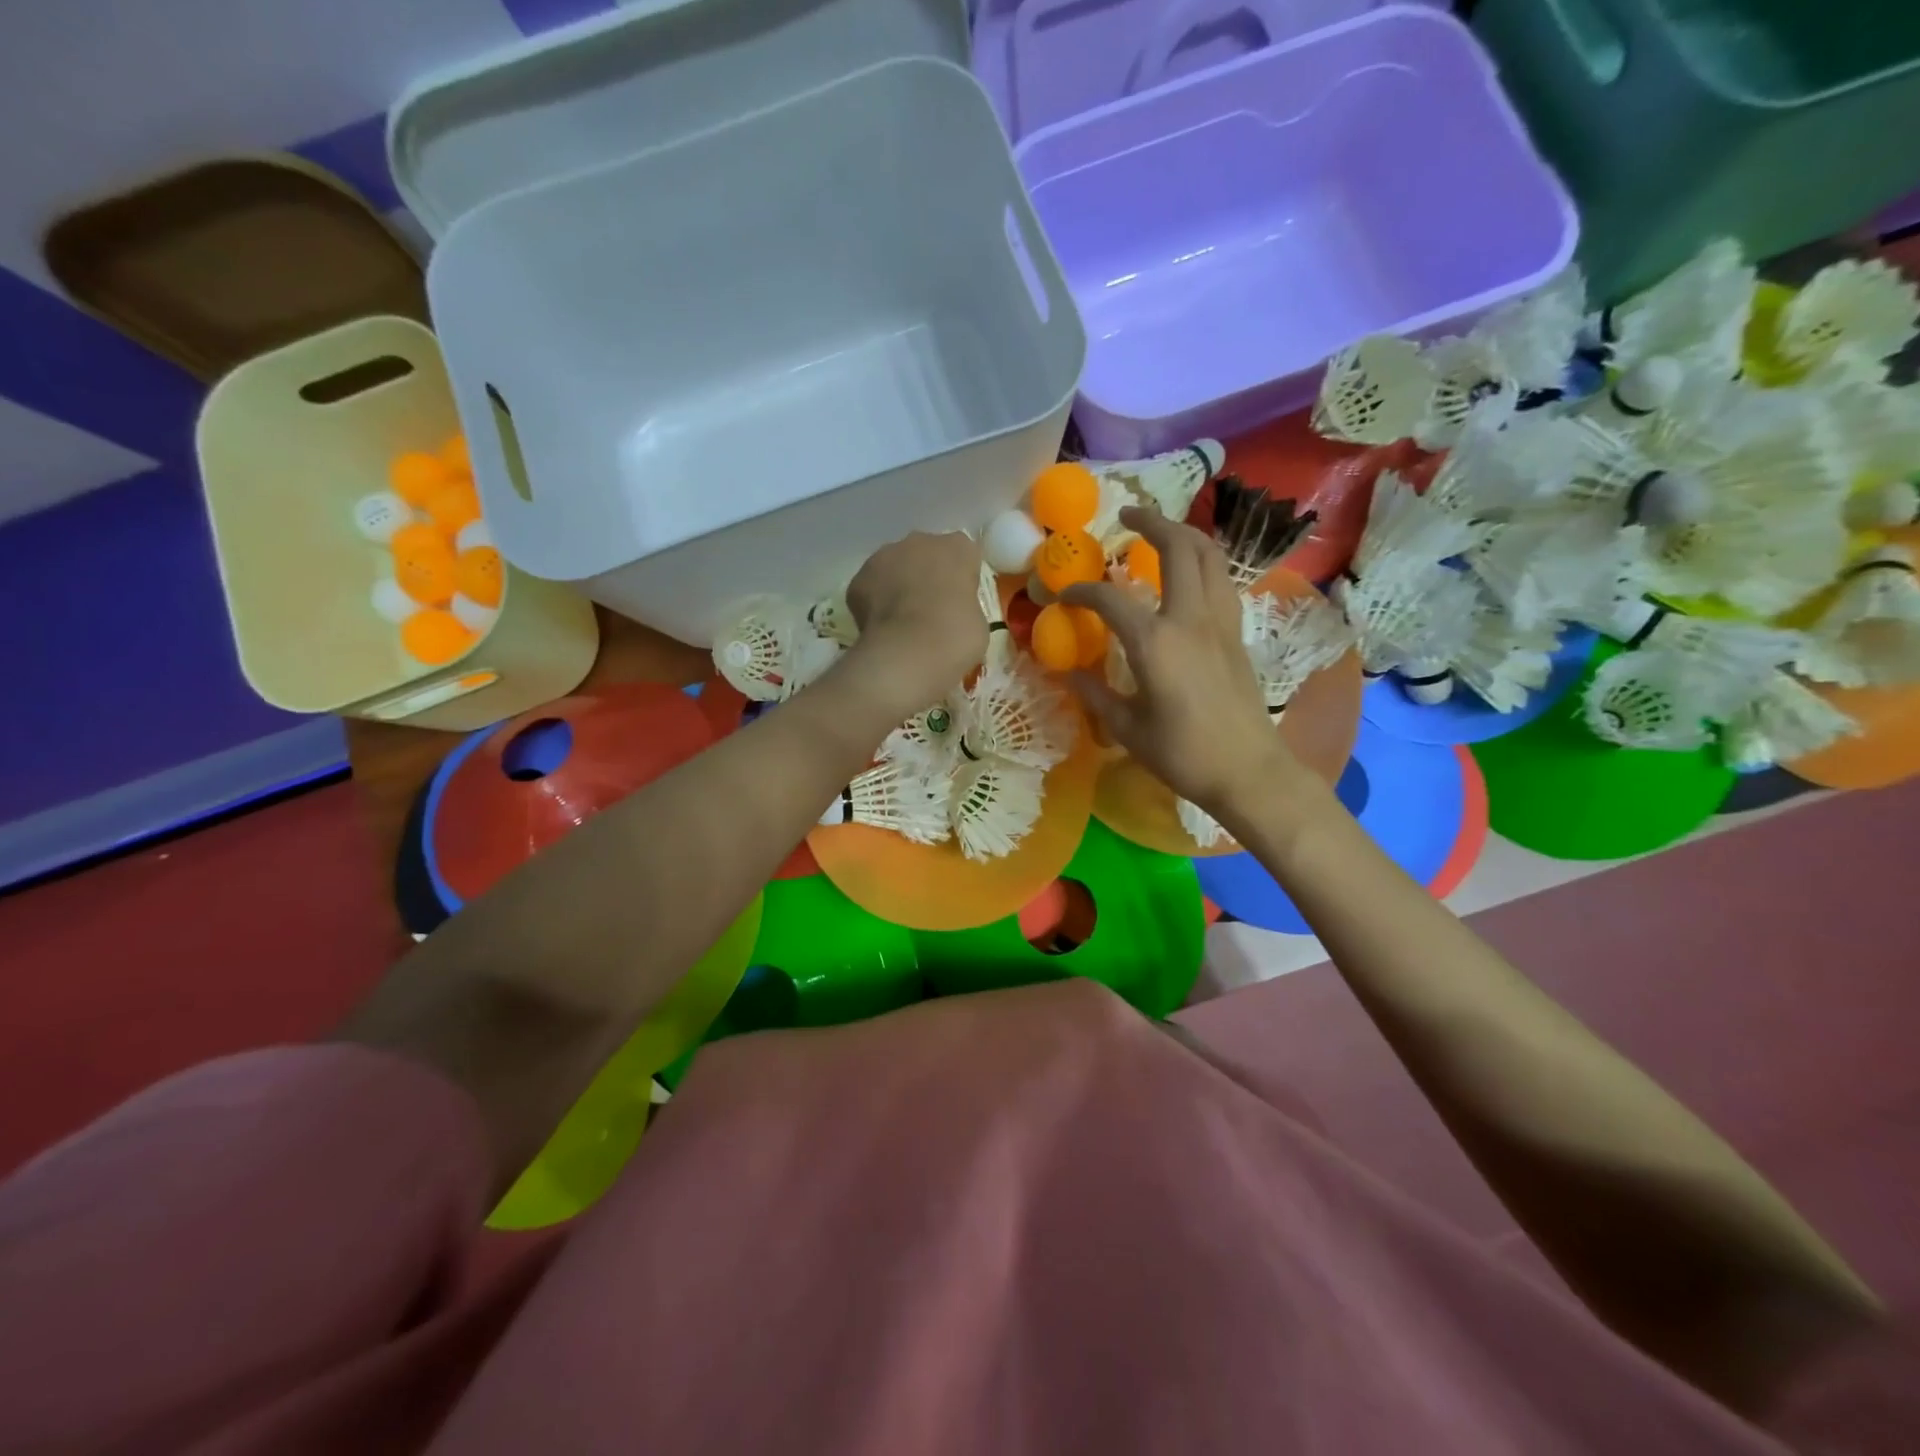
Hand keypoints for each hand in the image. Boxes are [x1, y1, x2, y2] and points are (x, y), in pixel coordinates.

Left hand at [844, 531, 988, 715]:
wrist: (910, 651)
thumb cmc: (956, 636)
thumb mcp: (978, 622)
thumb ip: (964, 605)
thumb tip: (950, 612)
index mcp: (958, 548)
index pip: (963, 556)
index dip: (960, 579)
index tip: (959, 602)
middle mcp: (921, 541)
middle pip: (925, 554)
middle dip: (926, 575)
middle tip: (930, 610)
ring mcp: (885, 556)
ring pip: (894, 566)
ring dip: (897, 585)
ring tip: (902, 621)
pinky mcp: (859, 578)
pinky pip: (870, 587)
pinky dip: (873, 603)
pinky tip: (881, 628)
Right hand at [1062, 508, 1305, 817]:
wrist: (1248, 770)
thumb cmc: (1183, 754)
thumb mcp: (1127, 729)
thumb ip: (1095, 695)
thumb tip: (1067, 674)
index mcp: (1155, 642)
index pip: (1109, 599)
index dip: (1081, 592)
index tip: (1063, 596)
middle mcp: (1190, 618)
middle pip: (1178, 547)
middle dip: (1150, 522)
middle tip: (1125, 516)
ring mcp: (1220, 621)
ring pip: (1209, 555)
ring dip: (1184, 533)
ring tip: (1160, 532)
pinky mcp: (1236, 632)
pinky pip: (1220, 580)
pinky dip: (1202, 562)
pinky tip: (1187, 575)